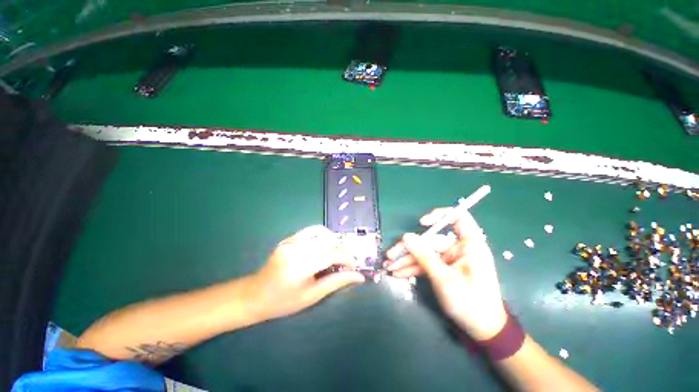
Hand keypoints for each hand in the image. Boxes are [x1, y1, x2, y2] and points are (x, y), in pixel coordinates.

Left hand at [247, 225, 364, 321]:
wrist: (255, 294)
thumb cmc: (284, 301)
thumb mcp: (312, 296)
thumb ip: (337, 282)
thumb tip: (359, 276)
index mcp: (301, 265)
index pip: (332, 254)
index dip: (347, 258)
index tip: (355, 265)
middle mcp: (296, 248)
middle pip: (328, 242)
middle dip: (342, 251)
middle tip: (346, 263)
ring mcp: (291, 241)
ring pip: (321, 234)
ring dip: (333, 243)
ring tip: (335, 256)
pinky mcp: (289, 238)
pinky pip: (311, 232)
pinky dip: (322, 238)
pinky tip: (323, 249)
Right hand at [386, 209, 506, 339]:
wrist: (482, 330)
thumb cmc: (470, 303)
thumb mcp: (444, 279)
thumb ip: (424, 256)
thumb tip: (406, 237)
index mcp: (470, 245)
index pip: (459, 218)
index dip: (440, 215)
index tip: (422, 223)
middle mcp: (459, 248)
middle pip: (431, 240)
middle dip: (410, 248)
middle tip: (391, 255)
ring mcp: (450, 259)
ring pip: (425, 252)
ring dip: (407, 259)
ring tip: (389, 266)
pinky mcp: (444, 268)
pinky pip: (427, 263)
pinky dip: (413, 268)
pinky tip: (398, 272)